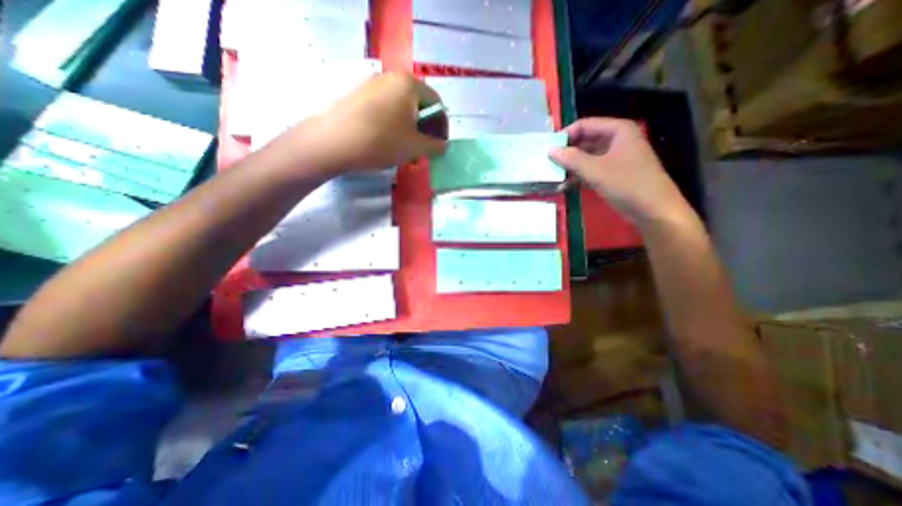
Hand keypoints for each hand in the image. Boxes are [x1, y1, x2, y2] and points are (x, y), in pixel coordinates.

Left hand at [281, 71, 446, 172]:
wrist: (334, 141)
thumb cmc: (381, 141)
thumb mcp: (415, 147)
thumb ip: (435, 146)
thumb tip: (443, 145)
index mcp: (409, 84)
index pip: (436, 102)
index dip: (442, 126)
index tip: (441, 144)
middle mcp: (391, 78)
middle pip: (418, 104)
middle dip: (425, 128)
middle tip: (425, 149)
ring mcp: (371, 85)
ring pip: (401, 108)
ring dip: (410, 129)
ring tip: (407, 150)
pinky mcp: (358, 96)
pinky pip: (385, 109)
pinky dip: (394, 125)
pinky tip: (389, 143)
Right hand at [550, 116, 691, 224]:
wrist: (654, 210)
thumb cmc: (627, 184)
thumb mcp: (596, 170)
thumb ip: (572, 159)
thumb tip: (550, 150)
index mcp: (617, 131)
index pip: (584, 125)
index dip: (565, 135)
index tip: (548, 149)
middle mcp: (616, 140)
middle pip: (585, 140)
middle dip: (566, 152)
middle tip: (548, 164)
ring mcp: (615, 158)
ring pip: (586, 157)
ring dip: (570, 167)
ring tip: (553, 177)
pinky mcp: (613, 174)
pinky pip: (591, 170)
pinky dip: (578, 177)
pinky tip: (565, 187)